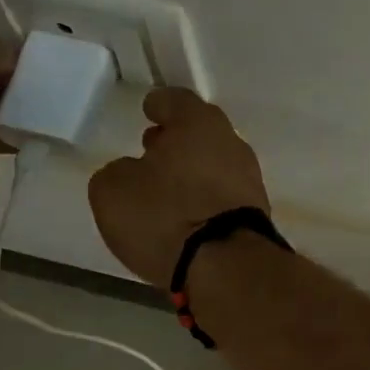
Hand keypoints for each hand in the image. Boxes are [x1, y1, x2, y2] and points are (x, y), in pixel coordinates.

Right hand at [88, 88, 269, 283]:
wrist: (227, 268)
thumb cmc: (165, 216)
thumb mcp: (113, 190)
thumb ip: (119, 171)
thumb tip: (134, 174)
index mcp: (199, 124)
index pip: (176, 101)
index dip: (158, 104)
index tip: (148, 110)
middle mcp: (232, 145)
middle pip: (201, 133)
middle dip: (177, 140)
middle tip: (152, 149)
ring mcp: (250, 182)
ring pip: (215, 166)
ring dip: (192, 172)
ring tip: (165, 189)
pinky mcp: (256, 216)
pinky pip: (223, 197)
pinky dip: (205, 200)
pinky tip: (187, 216)